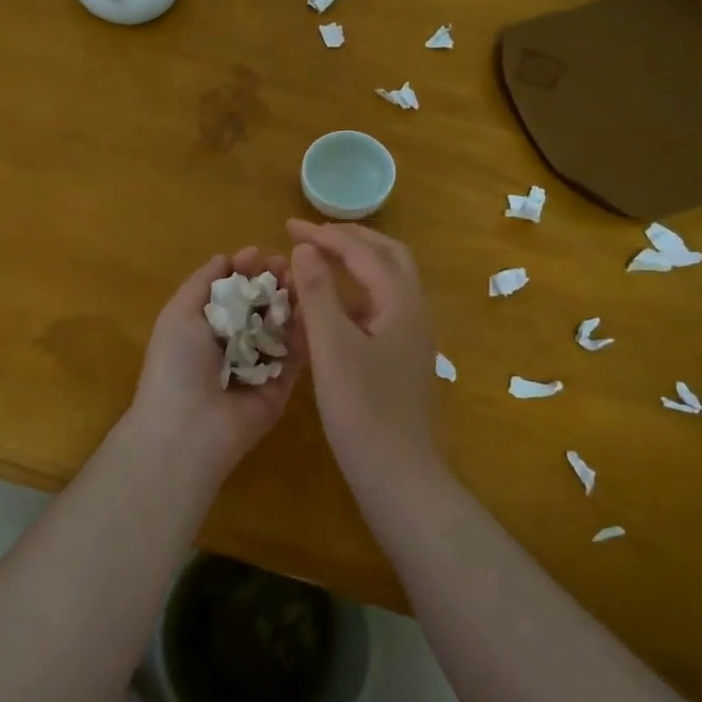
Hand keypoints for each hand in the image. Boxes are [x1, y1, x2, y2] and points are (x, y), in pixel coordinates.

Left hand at [127, 246, 302, 479]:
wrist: (188, 428)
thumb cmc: (176, 363)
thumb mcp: (179, 313)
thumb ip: (202, 282)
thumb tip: (225, 257)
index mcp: (204, 327)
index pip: (231, 292)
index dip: (245, 271)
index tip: (261, 253)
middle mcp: (232, 345)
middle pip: (259, 306)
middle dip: (272, 282)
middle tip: (289, 264)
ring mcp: (259, 366)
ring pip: (281, 327)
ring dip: (292, 301)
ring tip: (304, 279)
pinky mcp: (282, 386)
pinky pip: (297, 355)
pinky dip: (306, 331)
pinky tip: (314, 305)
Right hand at [286, 220, 441, 492]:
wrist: (397, 474)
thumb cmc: (362, 409)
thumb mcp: (332, 348)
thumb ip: (318, 294)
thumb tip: (305, 248)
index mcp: (402, 302)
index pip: (363, 252)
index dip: (325, 236)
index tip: (288, 227)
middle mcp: (414, 311)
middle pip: (388, 256)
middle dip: (350, 240)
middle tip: (311, 235)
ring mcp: (411, 336)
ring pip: (387, 282)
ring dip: (355, 264)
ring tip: (317, 261)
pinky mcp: (401, 357)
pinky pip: (379, 308)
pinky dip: (354, 294)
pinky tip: (328, 309)